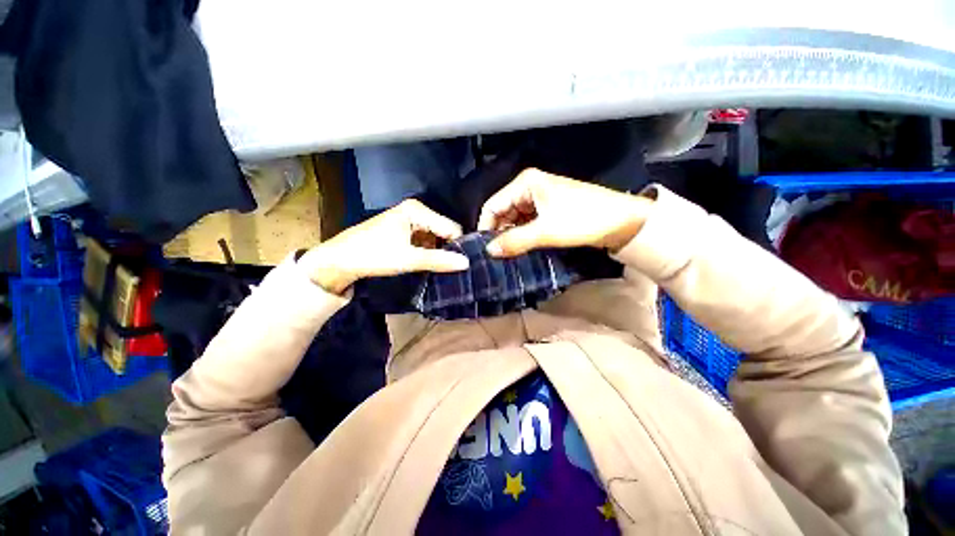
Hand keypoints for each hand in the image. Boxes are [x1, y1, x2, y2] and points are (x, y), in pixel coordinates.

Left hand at [297, 199, 468, 293]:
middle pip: (443, 231)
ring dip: (438, 252)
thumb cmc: (373, 255)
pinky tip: (427, 263)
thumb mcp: (409, 259)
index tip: (461, 264)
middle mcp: (415, 211)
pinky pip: (425, 240)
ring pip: (435, 237)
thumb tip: (466, 263)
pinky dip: (428, 252)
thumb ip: (439, 260)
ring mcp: (409, 220)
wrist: (341, 260)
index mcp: (417, 210)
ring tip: (439, 268)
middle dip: (447, 248)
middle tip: (450, 268)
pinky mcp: (403, 231)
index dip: (457, 245)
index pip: (450, 227)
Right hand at [477, 169, 653, 256]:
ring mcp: (538, 199)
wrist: (621, 221)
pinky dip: (522, 236)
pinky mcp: (547, 210)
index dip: (486, 227)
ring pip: (514, 219)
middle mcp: (529, 187)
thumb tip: (488, 251)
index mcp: (525, 183)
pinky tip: (521, 249)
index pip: (493, 205)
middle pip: (502, 212)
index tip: (485, 250)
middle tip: (497, 256)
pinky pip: (526, 223)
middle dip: (499, 233)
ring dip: (511, 236)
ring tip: (508, 255)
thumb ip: (515, 241)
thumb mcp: (546, 231)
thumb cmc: (583, 219)